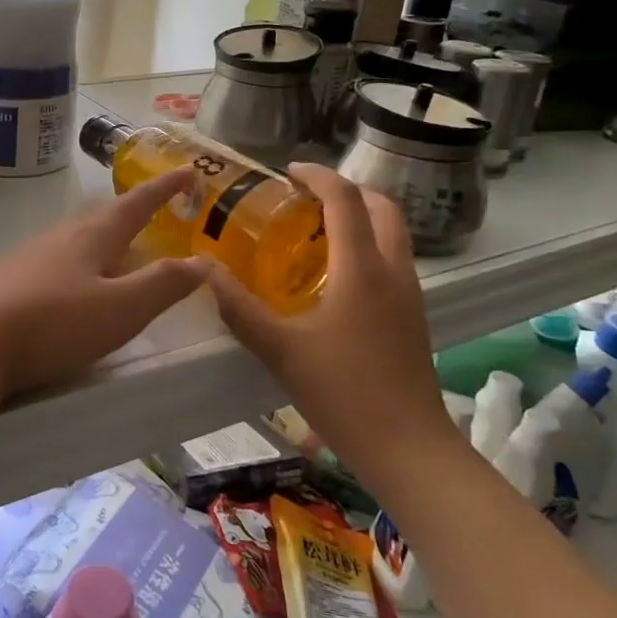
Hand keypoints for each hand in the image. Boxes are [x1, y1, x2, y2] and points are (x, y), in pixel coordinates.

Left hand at [0, 169, 206, 396]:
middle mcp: (60, 237)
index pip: (137, 203)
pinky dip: (77, 261)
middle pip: (102, 215)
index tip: (187, 170)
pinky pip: (54, 259)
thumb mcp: (120, 308)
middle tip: (153, 211)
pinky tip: (71, 282)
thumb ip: (163, 285)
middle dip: (131, 210)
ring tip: (117, 247)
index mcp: (92, 237)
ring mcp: (29, 257)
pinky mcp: (8, 280)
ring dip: (101, 235)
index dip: (165, 187)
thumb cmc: (53, 322)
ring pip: (75, 236)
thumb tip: (204, 261)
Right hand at [202, 164, 452, 468]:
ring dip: (361, 217)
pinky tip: (336, 276)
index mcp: (362, 268)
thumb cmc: (343, 392)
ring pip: (392, 234)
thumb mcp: (280, 349)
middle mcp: (393, 271)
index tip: (288, 171)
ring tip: (317, 230)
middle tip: (306, 196)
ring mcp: (409, 294)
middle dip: (346, 190)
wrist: (408, 447)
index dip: (318, 176)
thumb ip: (239, 307)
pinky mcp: (413, 317)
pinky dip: (367, 246)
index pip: (345, 199)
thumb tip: (203, 270)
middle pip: (382, 207)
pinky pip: (393, 260)